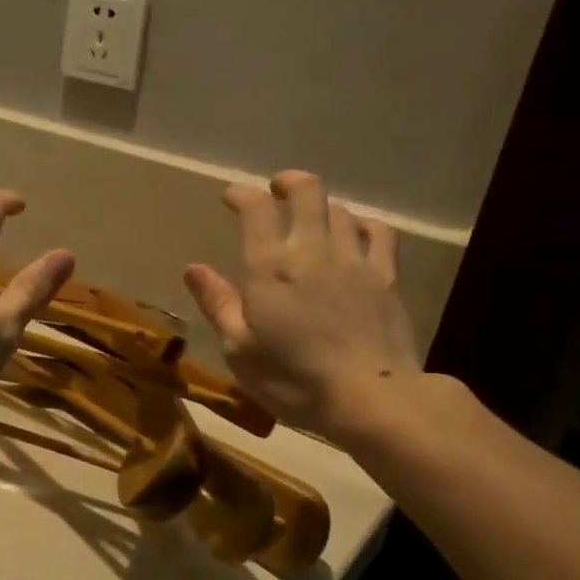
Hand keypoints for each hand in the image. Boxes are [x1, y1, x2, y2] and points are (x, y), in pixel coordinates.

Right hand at [184, 170, 420, 441]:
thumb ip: (218, 304)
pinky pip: (379, 233)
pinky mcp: (386, 277)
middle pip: (306, 192)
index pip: (255, 209)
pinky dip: (363, 224)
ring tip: (312, 215)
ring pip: (340, 210)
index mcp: (270, 268)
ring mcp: (354, 260)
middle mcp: (312, 251)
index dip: (242, 194)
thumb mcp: (240, 350)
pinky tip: (357, 231)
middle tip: (276, 189)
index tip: (231, 196)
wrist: (369, 397)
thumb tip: (194, 268)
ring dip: (322, 205)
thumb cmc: (293, 379)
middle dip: (288, 183)